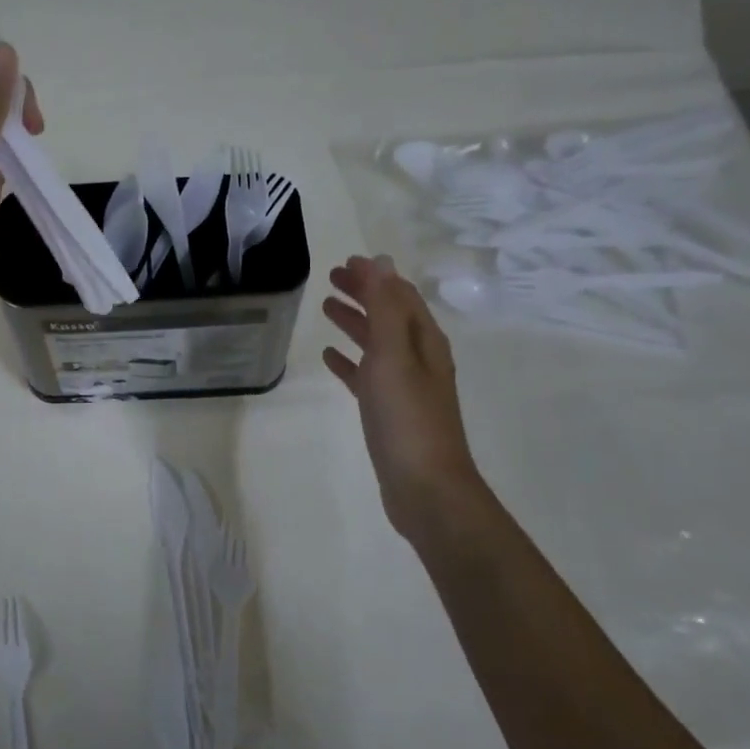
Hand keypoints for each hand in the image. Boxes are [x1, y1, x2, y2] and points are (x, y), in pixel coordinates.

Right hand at [322, 255, 483, 536]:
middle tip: (331, 279)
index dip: (375, 276)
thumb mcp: (394, 355)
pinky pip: (366, 375)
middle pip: (389, 314)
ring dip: (355, 322)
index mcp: (424, 341)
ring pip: (376, 343)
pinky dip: (349, 361)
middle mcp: (418, 358)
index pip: (399, 295)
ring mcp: (404, 386)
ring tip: (326, 308)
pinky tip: (330, 358)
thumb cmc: (407, 418)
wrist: (424, 486)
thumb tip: (380, 262)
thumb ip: (386, 308)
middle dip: (363, 294)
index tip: (345, 261)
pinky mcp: (389, 411)